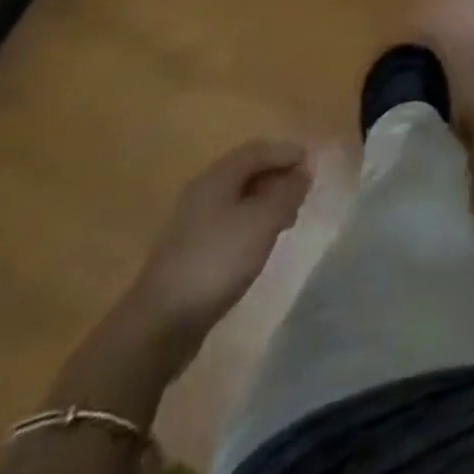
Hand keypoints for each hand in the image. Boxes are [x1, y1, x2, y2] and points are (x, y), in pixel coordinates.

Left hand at [124, 139, 310, 351]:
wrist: (160, 324)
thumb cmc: (217, 260)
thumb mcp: (262, 222)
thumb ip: (287, 192)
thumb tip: (303, 171)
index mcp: (218, 176)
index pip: (258, 150)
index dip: (287, 153)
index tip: (313, 166)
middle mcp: (203, 191)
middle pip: (247, 171)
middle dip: (278, 176)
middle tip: (303, 194)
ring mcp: (193, 222)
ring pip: (238, 198)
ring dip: (266, 201)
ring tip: (287, 220)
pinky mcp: (190, 250)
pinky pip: (229, 221)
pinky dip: (251, 222)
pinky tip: (260, 243)